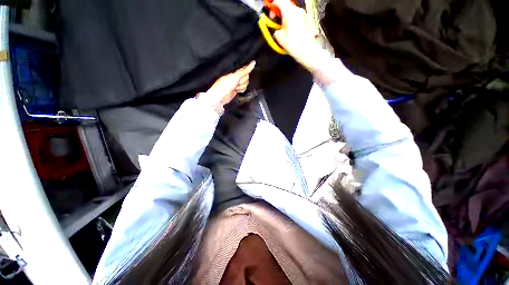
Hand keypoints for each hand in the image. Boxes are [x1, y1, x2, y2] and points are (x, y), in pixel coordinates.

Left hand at [201, 61, 255, 105]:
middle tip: (236, 83)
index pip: (245, 69)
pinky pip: (244, 88)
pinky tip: (236, 90)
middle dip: (242, 81)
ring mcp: (237, 83)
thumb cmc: (225, 84)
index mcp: (234, 70)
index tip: (241, 76)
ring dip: (241, 87)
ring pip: (245, 84)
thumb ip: (245, 70)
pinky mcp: (237, 89)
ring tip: (234, 87)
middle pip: (246, 77)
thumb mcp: (236, 76)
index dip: (245, 73)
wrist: (221, 96)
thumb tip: (253, 63)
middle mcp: (236, 76)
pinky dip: (241, 90)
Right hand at [272, 0, 325, 70]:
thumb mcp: (280, 38)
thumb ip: (276, 30)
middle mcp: (297, 10)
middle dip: (278, 10)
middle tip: (275, 19)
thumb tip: (276, 29)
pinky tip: (289, 28)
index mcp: (289, 12)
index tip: (270, 13)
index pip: (279, 1)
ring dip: (285, 14)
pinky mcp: (306, 19)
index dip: (272, 5)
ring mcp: (303, 14)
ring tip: (282, 25)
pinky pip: (296, 14)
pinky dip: (290, 18)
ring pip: (291, 9)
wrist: (307, 50)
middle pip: (285, 4)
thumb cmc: (293, 44)